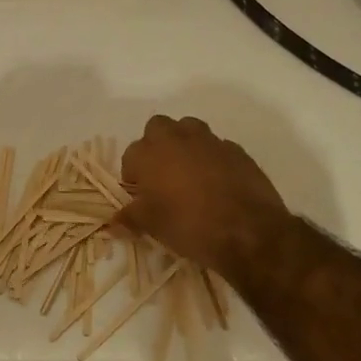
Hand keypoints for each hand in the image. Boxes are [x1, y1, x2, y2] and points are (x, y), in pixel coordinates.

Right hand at [115, 116, 297, 285]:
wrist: (248, 231)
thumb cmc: (188, 224)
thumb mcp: (152, 226)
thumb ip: (129, 219)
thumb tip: (112, 224)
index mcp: (150, 152)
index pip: (130, 156)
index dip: (133, 178)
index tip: (140, 198)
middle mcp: (177, 138)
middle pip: (157, 129)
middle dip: (156, 147)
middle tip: (161, 177)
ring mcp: (210, 141)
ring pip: (189, 131)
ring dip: (184, 146)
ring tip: (188, 176)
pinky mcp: (237, 151)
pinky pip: (217, 148)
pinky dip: (212, 160)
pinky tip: (217, 185)